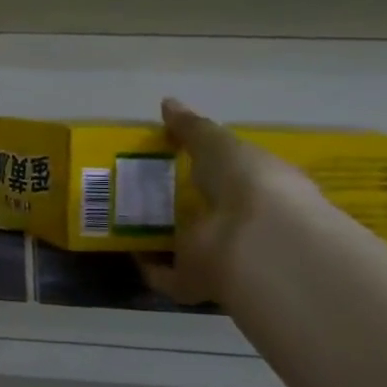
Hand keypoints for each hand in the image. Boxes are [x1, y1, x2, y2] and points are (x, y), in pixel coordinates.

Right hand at [137, 98, 320, 308]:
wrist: (256, 243)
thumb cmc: (248, 183)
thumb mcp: (219, 144)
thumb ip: (192, 128)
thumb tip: (168, 103)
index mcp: (261, 190)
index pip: (234, 178)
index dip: (209, 170)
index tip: (174, 161)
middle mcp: (246, 226)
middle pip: (209, 213)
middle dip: (182, 205)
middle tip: (141, 190)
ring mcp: (224, 257)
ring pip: (190, 246)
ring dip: (165, 238)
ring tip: (126, 220)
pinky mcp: (199, 284)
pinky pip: (167, 275)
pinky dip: (148, 267)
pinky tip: (126, 251)